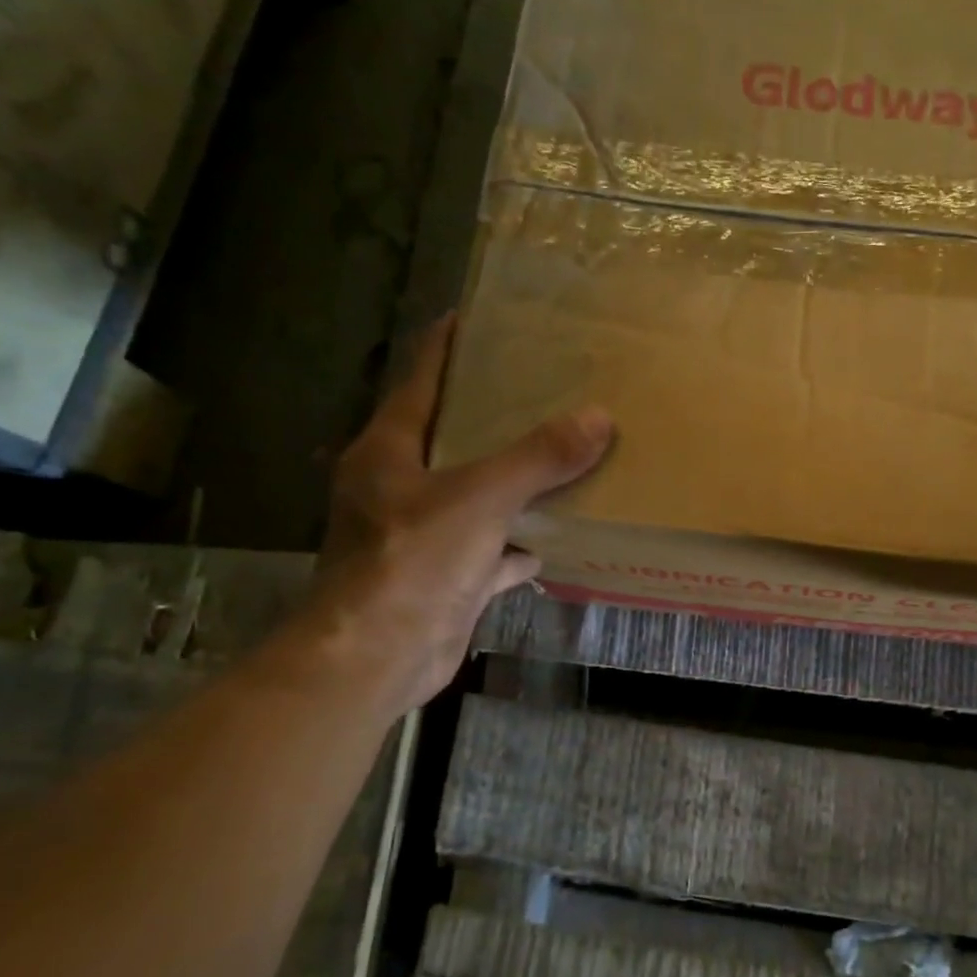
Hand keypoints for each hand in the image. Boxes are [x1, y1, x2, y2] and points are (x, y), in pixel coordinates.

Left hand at [296, 315, 612, 717]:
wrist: (377, 658)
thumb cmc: (412, 562)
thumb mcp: (479, 498)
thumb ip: (538, 457)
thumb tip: (599, 418)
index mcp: (391, 450)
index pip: (423, 380)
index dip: (450, 346)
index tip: (486, 319)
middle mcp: (401, 485)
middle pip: (455, 436)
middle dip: (499, 415)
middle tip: (550, 387)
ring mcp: (423, 534)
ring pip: (478, 493)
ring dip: (516, 480)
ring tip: (566, 453)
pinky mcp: (447, 575)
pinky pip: (493, 547)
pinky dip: (523, 542)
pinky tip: (560, 535)